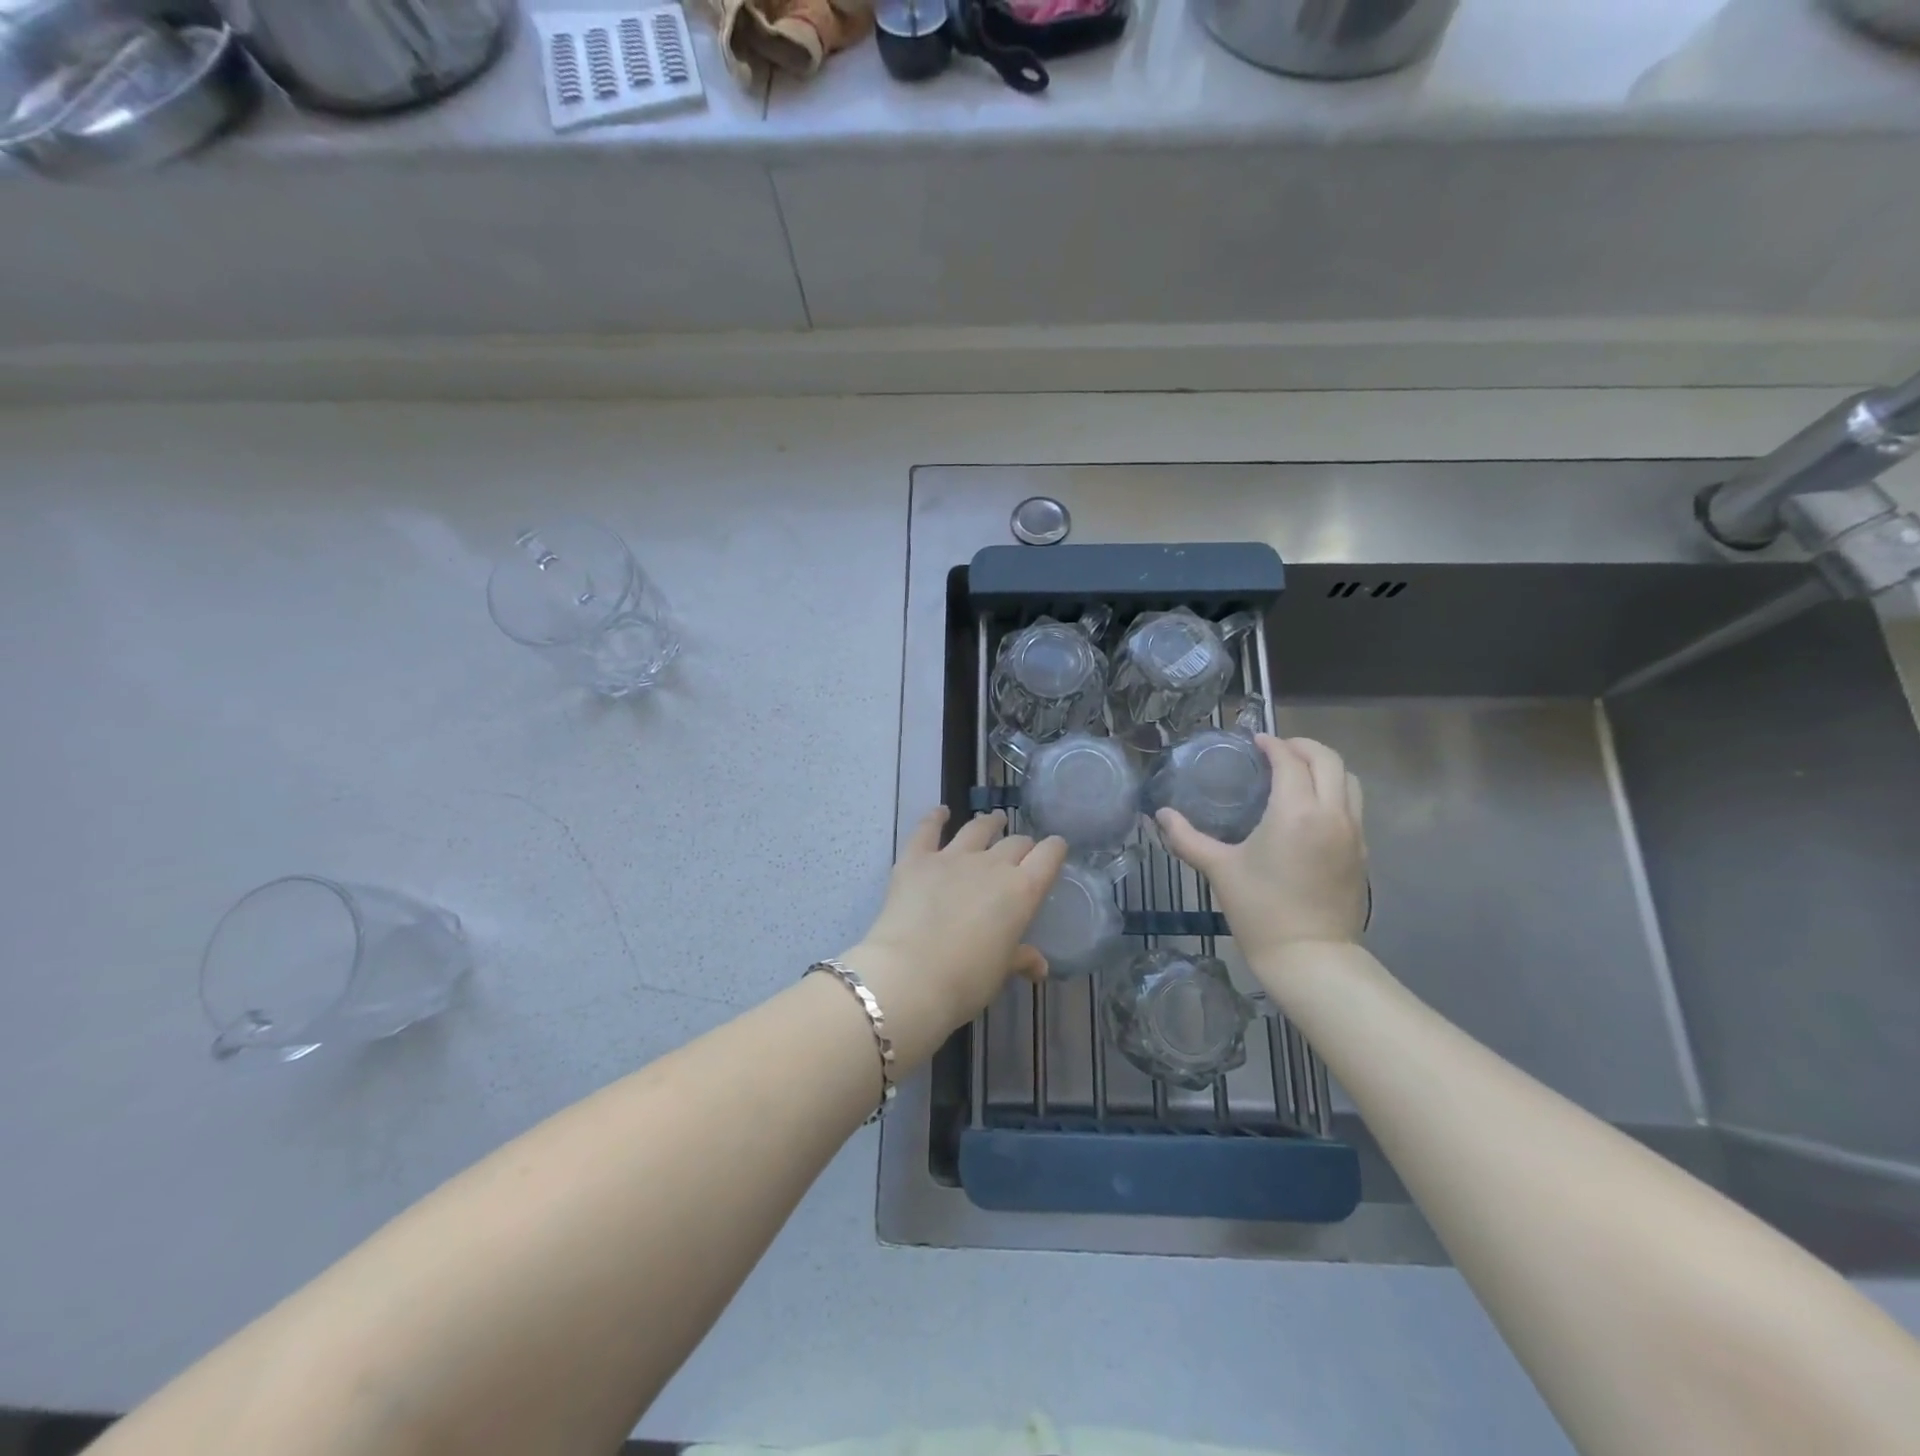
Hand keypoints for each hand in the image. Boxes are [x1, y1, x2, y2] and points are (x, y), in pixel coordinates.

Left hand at [842, 808, 1067, 1068]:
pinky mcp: (917, 859)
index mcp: (1021, 891)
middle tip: (1021, 852)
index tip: (1056, 849)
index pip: (1048, 857)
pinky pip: (928, 830)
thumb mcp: (1000, 972)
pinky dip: (935, 818)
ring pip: (978, 829)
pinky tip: (941, 812)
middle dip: (1022, 845)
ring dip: (989, 823)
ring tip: (995, 819)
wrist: (909, 976)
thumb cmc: (965, 981)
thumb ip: (1020, 959)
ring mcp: (952, 857)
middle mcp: (992, 865)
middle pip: (1015, 843)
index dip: (1055, 850)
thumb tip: (1039, 966)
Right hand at [1155, 735, 1366, 968]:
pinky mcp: (1361, 853)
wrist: (1310, 957)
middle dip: (1302, 747)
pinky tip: (1309, 810)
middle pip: (1328, 760)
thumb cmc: (1260, 909)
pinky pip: (1353, 806)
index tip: (1255, 742)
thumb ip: (1187, 838)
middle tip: (1276, 750)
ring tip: (1297, 774)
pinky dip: (1334, 792)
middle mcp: (1332, 813)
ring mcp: (1353, 833)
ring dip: (1324, 768)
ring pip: (1349, 781)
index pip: (1290, 760)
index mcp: (1296, 811)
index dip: (1272, 744)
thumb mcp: (1219, 870)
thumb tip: (1161, 816)